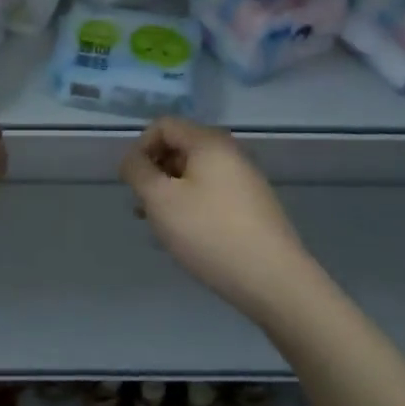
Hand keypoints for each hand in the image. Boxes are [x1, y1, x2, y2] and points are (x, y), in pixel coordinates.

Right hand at [119, 118, 314, 314]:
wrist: (273, 279)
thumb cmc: (209, 233)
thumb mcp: (161, 200)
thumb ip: (138, 171)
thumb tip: (132, 159)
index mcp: (209, 142)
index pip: (163, 125)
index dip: (140, 148)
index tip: (132, 182)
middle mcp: (230, 153)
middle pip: (180, 148)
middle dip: (154, 172)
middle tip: (143, 207)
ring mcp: (245, 180)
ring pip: (194, 174)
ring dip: (170, 193)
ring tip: (159, 227)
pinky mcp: (252, 206)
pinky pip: (211, 193)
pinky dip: (191, 206)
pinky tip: (186, 237)